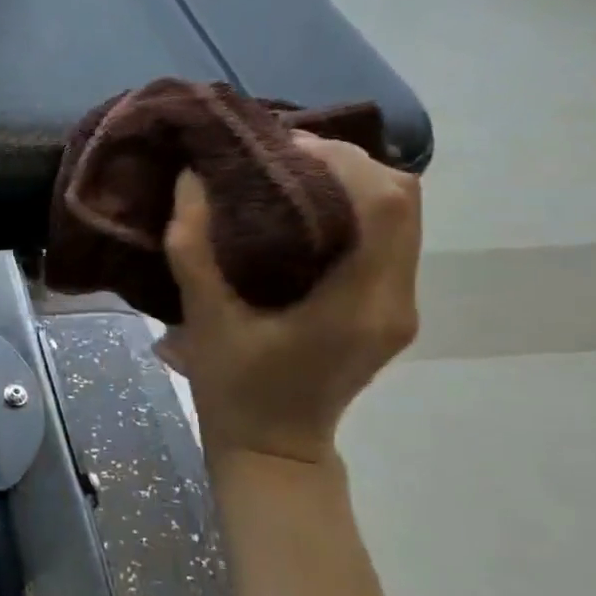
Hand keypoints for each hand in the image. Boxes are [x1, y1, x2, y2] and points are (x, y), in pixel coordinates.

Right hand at [155, 134, 421, 466]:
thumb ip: (193, 247)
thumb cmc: (235, 390)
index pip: (385, 205)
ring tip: (287, 173)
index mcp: (358, 304)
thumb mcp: (203, 319)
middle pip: (405, 200)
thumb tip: (190, 178)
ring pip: (402, 216)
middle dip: (346, 163)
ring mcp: (399, 305)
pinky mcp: (389, 309)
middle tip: (280, 155)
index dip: (341, 160)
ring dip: (352, 183)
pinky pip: (387, 238)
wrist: (273, 450)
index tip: (280, 146)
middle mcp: (395, 299)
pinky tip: (302, 209)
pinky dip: (353, 209)